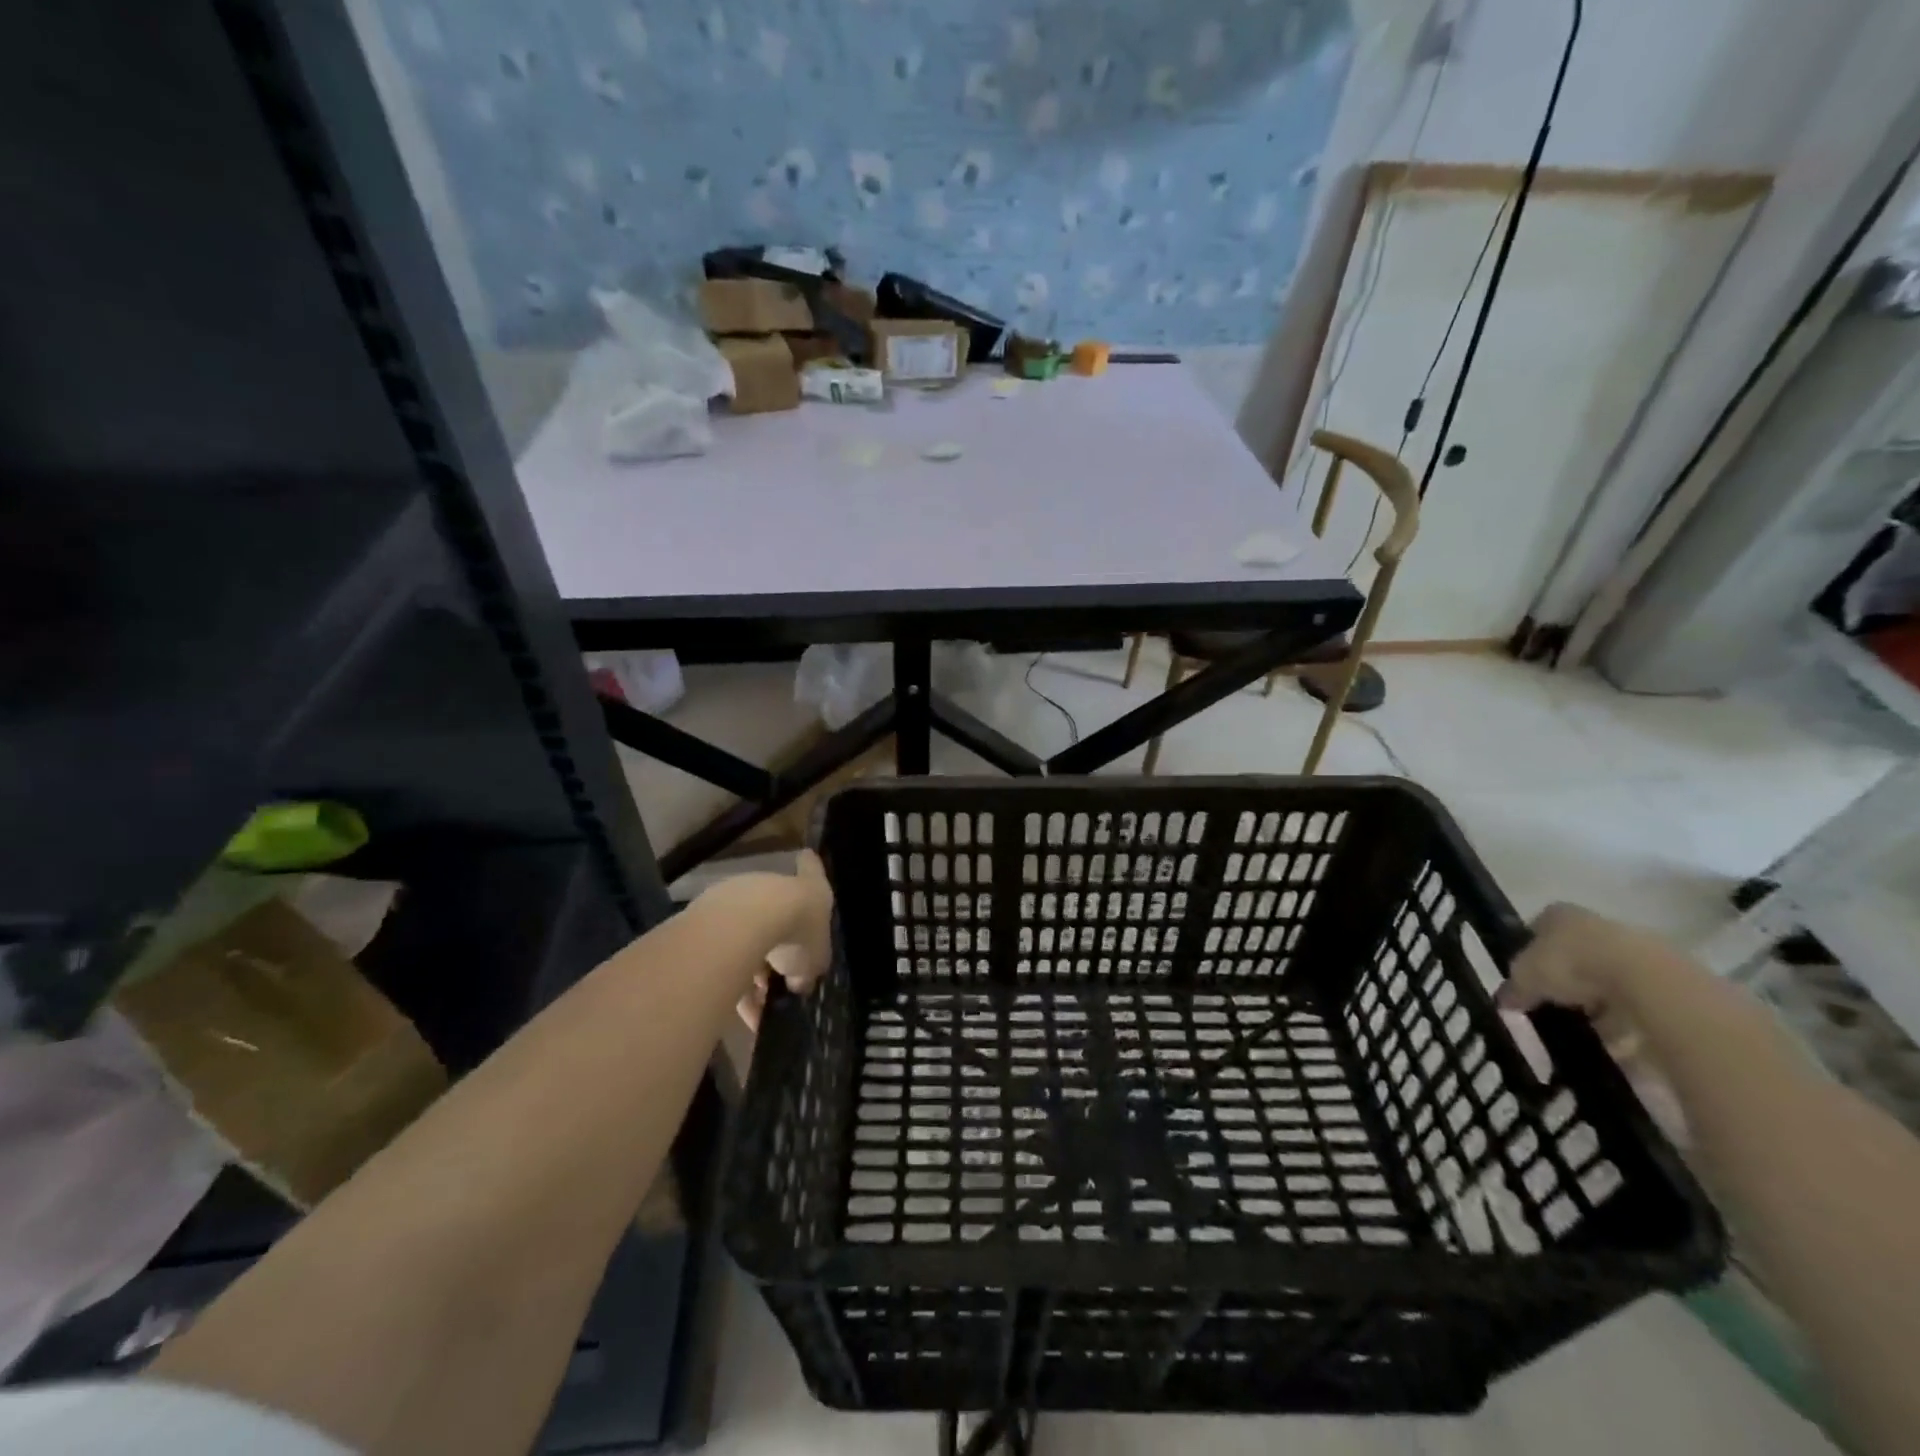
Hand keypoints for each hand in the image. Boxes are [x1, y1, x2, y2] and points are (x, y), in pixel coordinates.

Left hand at [730, 850, 833, 1031]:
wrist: (746, 922)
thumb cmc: (795, 933)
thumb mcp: (814, 960)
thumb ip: (807, 970)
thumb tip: (798, 982)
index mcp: (809, 888)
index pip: (813, 871)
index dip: (812, 867)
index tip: (806, 857)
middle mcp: (773, 885)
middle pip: (777, 910)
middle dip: (777, 944)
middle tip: (779, 977)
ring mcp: (739, 897)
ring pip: (747, 933)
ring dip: (751, 966)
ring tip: (755, 1005)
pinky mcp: (708, 913)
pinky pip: (723, 949)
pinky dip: (730, 975)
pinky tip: (734, 1008)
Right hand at [1498, 902, 1664, 1056]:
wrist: (1645, 980)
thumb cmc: (1571, 965)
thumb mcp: (1526, 978)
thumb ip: (1514, 989)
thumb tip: (1505, 1003)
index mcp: (1559, 915)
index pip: (1538, 930)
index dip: (1531, 955)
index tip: (1529, 981)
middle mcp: (1596, 924)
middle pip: (1577, 955)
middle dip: (1569, 983)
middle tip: (1559, 1008)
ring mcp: (1635, 948)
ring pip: (1609, 979)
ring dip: (1601, 1005)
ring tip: (1591, 1032)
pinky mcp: (1668, 976)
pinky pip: (1639, 1001)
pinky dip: (1629, 1020)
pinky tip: (1620, 1041)